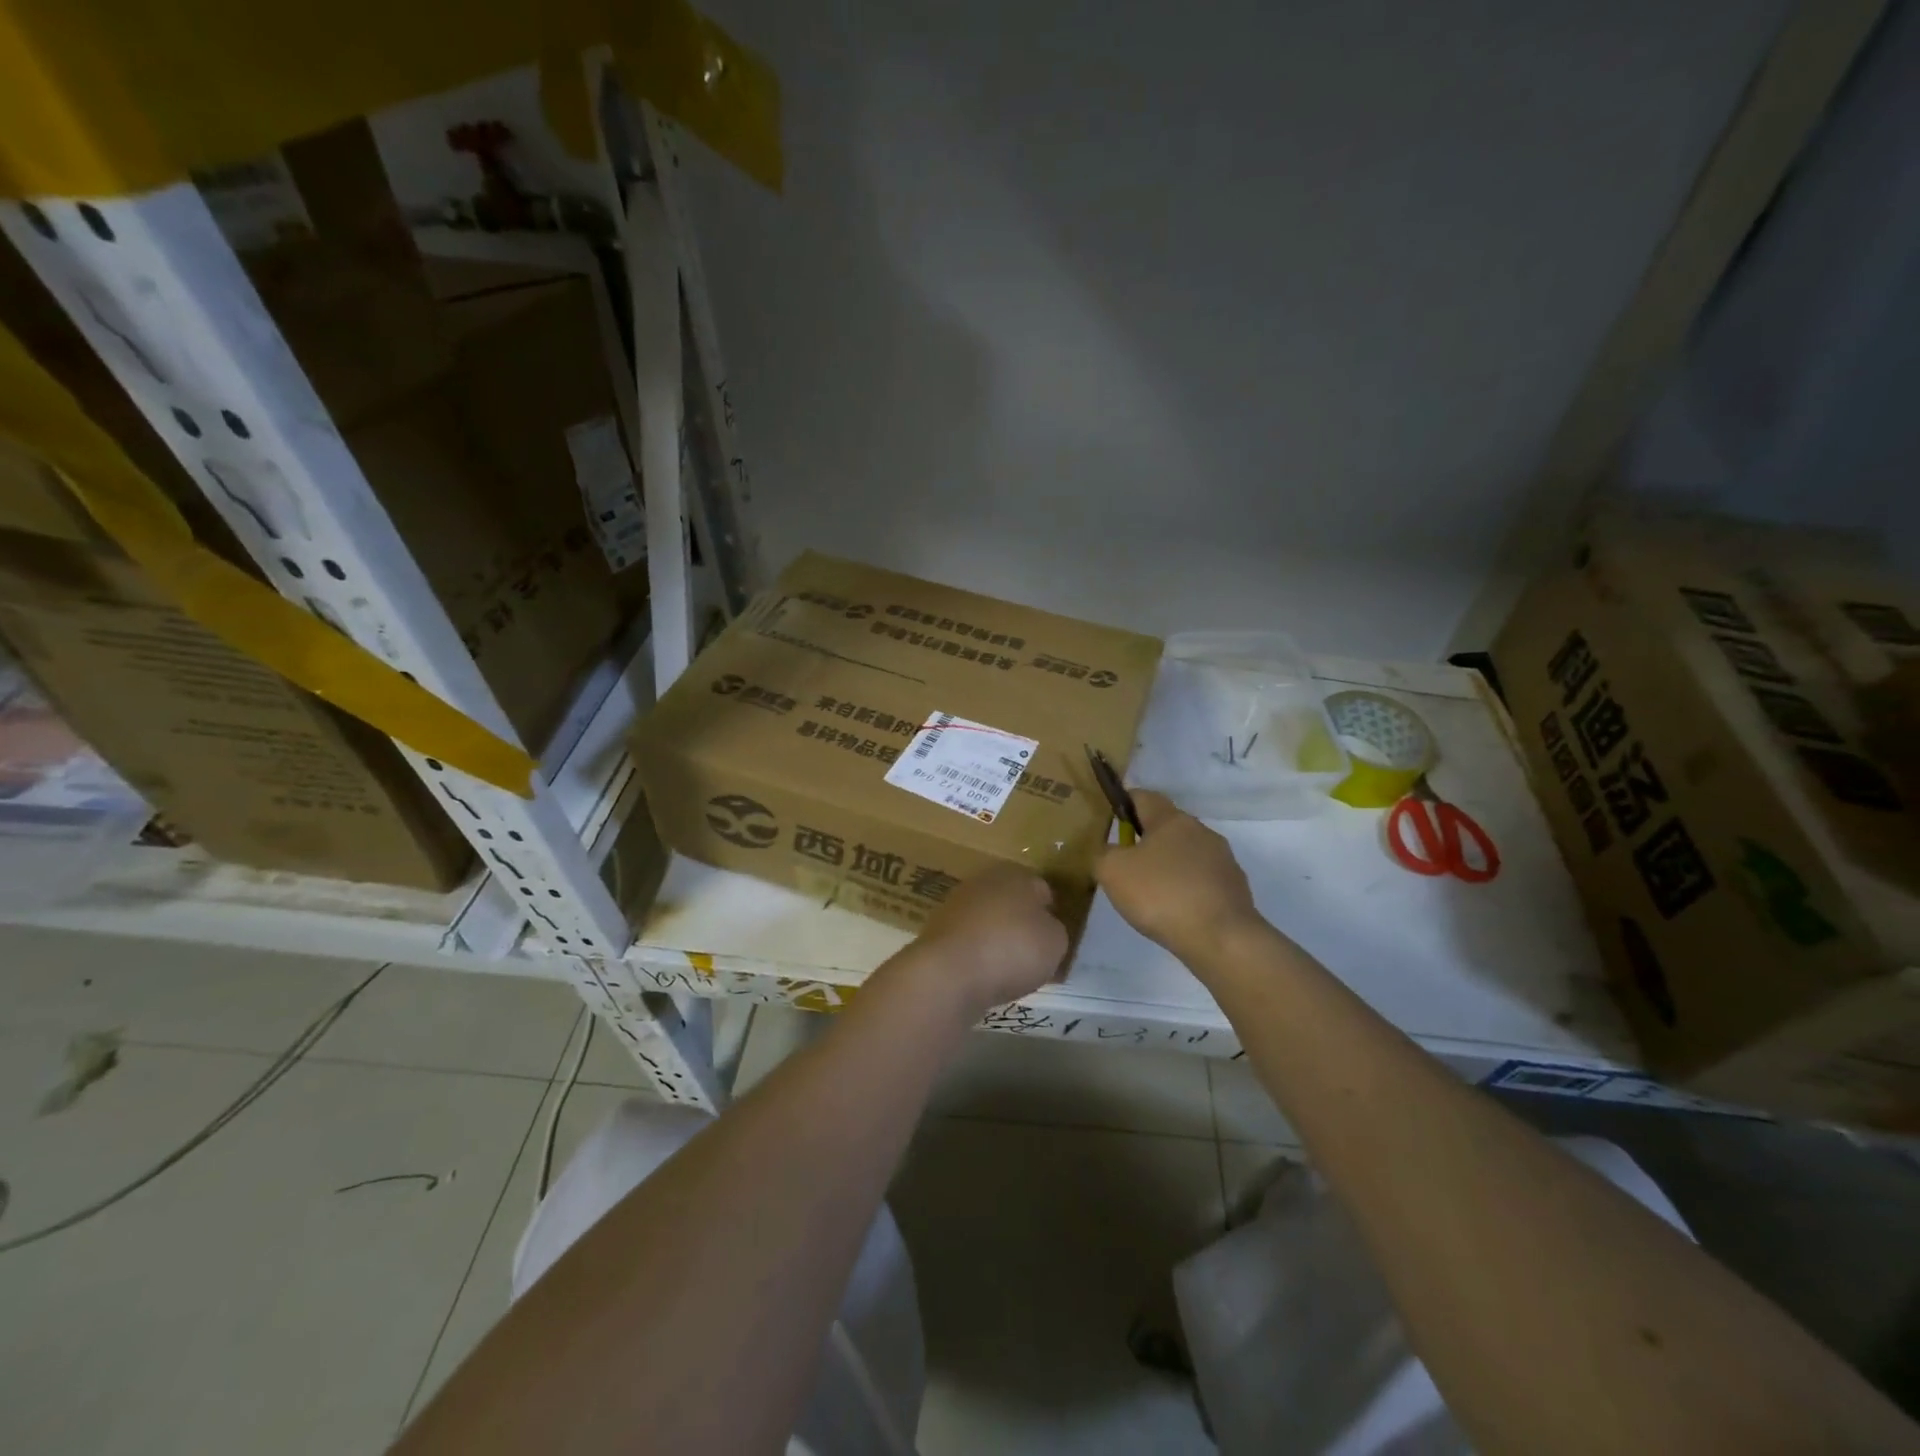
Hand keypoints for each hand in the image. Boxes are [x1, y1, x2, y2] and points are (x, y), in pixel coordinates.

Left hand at [909, 865, 1068, 1017]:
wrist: (950, 972)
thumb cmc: (1012, 948)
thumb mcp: (1055, 941)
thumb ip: (1054, 930)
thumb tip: (1044, 928)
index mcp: (1016, 874)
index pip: (1042, 889)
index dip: (1052, 912)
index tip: (1055, 937)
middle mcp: (983, 881)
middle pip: (1011, 902)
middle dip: (1021, 923)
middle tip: (1034, 953)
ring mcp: (955, 905)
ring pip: (987, 921)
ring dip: (997, 939)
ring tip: (1009, 969)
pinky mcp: (937, 931)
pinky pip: (968, 942)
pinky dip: (977, 955)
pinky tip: (984, 975)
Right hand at [1096, 791, 1262, 964]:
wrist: (1222, 938)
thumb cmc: (1161, 894)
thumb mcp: (1112, 872)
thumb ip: (1103, 853)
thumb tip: (1111, 851)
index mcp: (1171, 819)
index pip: (1144, 796)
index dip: (1125, 803)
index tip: (1111, 820)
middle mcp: (1200, 830)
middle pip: (1167, 826)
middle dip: (1146, 839)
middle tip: (1126, 864)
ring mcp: (1223, 859)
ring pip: (1186, 853)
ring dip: (1168, 865)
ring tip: (1151, 892)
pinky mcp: (1235, 887)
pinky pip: (1202, 879)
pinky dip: (1186, 887)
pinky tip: (1176, 910)